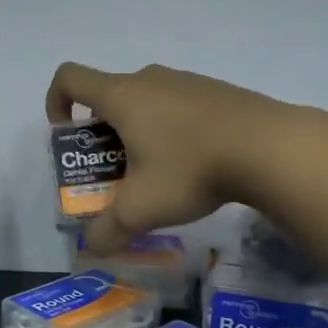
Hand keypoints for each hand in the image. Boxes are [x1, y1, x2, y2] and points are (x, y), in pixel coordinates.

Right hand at [45, 62, 287, 253]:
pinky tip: (195, 164)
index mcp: (121, 96)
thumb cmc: (190, 168)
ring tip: (157, 173)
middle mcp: (149, 79)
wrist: (270, 146)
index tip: (69, 137)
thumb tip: (91, 248)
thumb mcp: (142, 208)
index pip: (69, 78)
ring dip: (138, 131)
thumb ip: (108, 229)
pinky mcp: (216, 91)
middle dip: (101, 133)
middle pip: (108, 96)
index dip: (56, 102)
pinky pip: (178, 105)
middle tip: (115, 171)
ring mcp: (186, 81)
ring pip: (146, 101)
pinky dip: (171, 129)